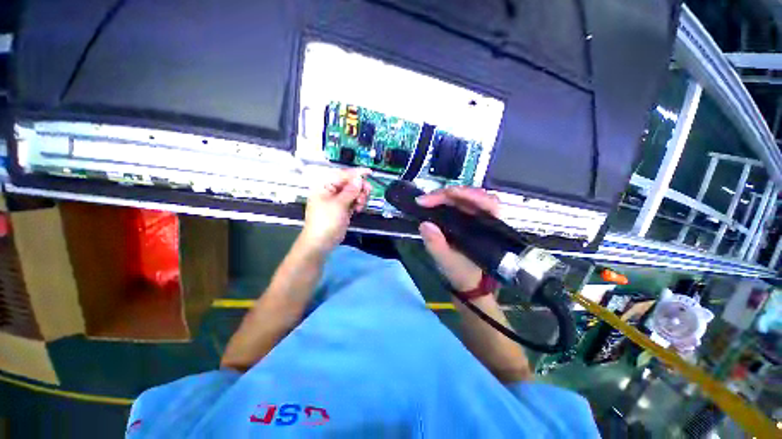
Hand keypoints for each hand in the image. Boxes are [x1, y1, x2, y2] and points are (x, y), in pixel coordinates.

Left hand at [300, 168, 371, 254]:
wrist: (321, 242)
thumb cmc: (326, 221)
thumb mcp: (339, 204)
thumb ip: (350, 190)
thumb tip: (359, 178)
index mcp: (324, 185)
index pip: (342, 174)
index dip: (356, 173)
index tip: (369, 172)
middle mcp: (330, 190)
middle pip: (350, 183)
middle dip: (360, 188)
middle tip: (367, 193)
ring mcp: (337, 199)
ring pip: (353, 192)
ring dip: (360, 197)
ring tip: (360, 205)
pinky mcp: (342, 208)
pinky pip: (353, 200)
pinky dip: (358, 203)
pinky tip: (358, 209)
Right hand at [416, 187, 499, 291]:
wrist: (470, 286)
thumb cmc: (464, 275)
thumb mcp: (449, 262)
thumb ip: (437, 245)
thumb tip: (424, 224)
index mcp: (490, 227)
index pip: (482, 201)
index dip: (461, 194)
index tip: (438, 198)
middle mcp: (487, 219)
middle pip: (471, 195)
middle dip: (447, 194)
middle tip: (425, 200)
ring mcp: (477, 219)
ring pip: (464, 198)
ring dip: (445, 197)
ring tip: (428, 201)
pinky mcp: (468, 221)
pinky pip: (458, 206)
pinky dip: (445, 203)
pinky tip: (433, 205)